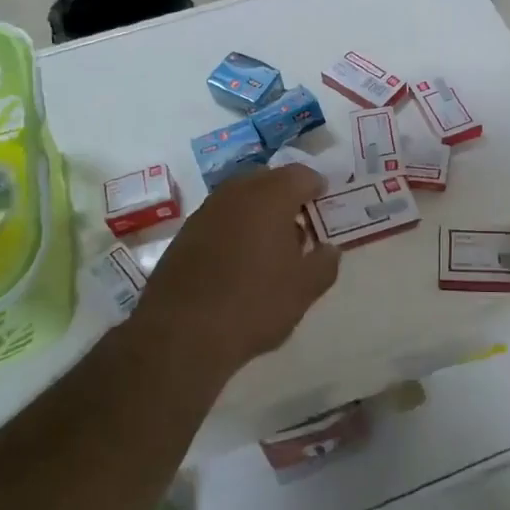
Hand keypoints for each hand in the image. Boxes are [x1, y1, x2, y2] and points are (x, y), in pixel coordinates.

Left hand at [135, 165, 341, 379]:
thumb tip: (329, 250)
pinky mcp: (184, 235)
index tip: (323, 200)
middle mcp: (235, 194)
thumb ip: (324, 264)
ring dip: (259, 211)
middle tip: (300, 222)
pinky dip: (235, 227)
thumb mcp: (304, 289)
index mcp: (270, 197)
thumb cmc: (253, 304)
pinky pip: (219, 218)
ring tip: (272, 245)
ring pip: (240, 198)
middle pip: (267, 180)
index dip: (316, 185)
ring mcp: (205, 212)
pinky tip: (240, 260)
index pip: (300, 175)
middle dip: (286, 195)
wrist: (180, 334)